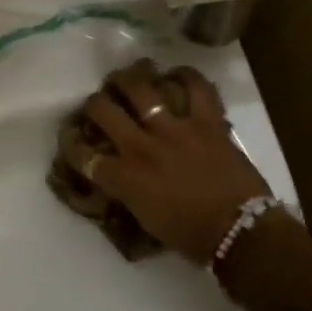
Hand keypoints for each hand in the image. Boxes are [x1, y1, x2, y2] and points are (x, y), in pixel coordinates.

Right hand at [75, 61, 271, 264]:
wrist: (241, 233)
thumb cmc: (191, 236)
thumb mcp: (145, 218)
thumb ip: (127, 190)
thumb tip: (120, 174)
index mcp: (125, 177)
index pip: (84, 154)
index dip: (71, 143)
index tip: (70, 138)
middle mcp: (142, 147)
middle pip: (103, 110)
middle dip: (94, 103)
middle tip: (99, 103)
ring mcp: (175, 129)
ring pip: (140, 88)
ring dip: (128, 78)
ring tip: (127, 76)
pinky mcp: (206, 121)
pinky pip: (195, 87)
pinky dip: (185, 76)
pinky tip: (177, 74)